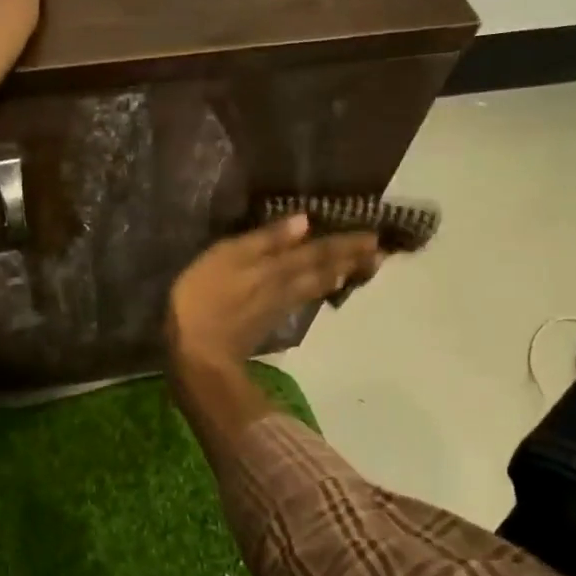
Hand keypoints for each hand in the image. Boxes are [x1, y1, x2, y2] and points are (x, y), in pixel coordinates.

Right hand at [166, 217, 382, 368]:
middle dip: (349, 260)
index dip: (344, 243)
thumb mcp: (227, 257)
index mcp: (276, 267)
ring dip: (338, 276)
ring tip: (357, 269)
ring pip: (315, 287)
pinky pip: (302, 301)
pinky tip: (321, 291)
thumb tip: (304, 222)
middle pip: (322, 270)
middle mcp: (284, 286)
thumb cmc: (203, 298)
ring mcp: (277, 308)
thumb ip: (265, 240)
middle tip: (377, 253)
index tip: (373, 236)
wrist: (198, 353)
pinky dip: (317, 292)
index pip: (317, 251)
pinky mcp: (266, 324)